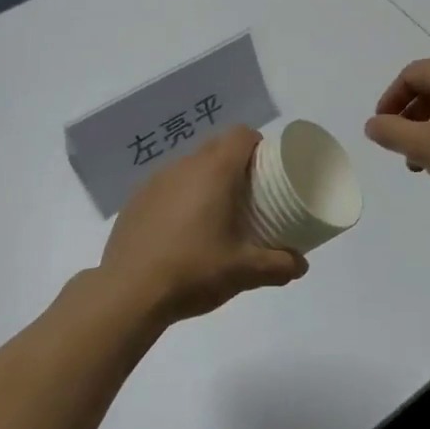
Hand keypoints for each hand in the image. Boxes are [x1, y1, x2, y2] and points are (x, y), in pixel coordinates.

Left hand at [100, 127, 308, 325]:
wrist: (128, 293)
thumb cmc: (193, 271)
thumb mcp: (244, 272)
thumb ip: (278, 265)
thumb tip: (301, 265)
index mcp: (214, 171)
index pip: (241, 135)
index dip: (258, 146)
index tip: (267, 170)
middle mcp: (183, 166)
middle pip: (216, 147)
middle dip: (235, 163)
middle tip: (248, 195)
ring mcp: (154, 182)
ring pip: (189, 166)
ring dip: (205, 180)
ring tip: (214, 214)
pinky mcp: (134, 201)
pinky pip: (166, 186)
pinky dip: (179, 198)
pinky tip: (180, 232)